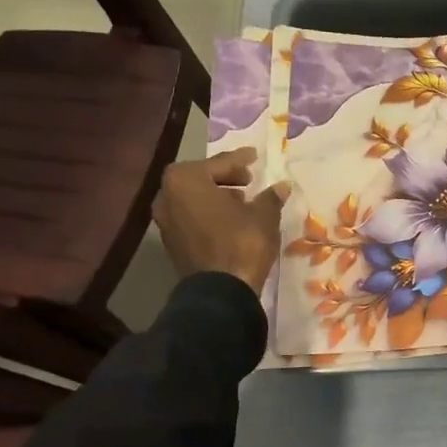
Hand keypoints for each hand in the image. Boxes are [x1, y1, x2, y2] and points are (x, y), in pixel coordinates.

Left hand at [152, 149, 288, 295]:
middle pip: (200, 178)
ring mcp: (165, 221)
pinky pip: (191, 217)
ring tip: (242, 202)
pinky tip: (230, 221)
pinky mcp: (171, 243)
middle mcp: (167, 196)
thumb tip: (281, 186)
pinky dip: (208, 214)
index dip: (240, 159)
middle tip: (248, 179)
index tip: (254, 156)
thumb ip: (270, 196)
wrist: (221, 291)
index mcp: (185, 180)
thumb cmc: (242, 242)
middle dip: (225, 177)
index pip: (219, 163)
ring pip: (193, 199)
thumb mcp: (264, 215)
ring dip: (216, 196)